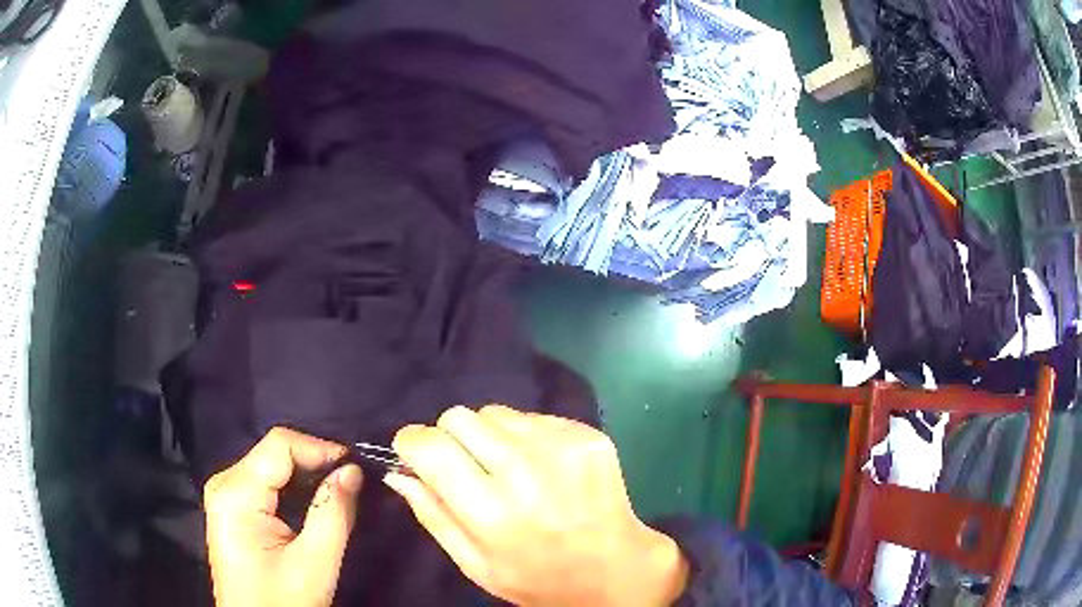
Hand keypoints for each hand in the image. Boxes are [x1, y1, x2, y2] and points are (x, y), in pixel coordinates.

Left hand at [204, 428, 363, 606]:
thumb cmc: (283, 601)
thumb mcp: (314, 563)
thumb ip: (333, 513)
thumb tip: (353, 470)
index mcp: (236, 493)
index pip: (279, 445)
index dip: (320, 448)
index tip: (356, 468)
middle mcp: (224, 483)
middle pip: (274, 453)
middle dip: (315, 463)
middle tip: (352, 482)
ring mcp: (225, 494)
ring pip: (271, 466)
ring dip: (306, 476)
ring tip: (338, 492)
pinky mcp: (232, 507)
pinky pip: (266, 483)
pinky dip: (294, 489)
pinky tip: (314, 504)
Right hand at [385, 406, 687, 605]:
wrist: (615, 569)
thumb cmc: (537, 578)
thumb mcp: (475, 564)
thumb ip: (432, 515)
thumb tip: (398, 472)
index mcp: (491, 510)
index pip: (429, 445)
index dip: (412, 444)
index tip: (416, 455)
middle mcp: (525, 470)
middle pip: (459, 417)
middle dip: (450, 438)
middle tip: (468, 468)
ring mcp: (561, 446)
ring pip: (495, 412)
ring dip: (490, 436)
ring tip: (510, 471)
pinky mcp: (587, 434)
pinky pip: (533, 417)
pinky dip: (527, 437)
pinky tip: (544, 469)